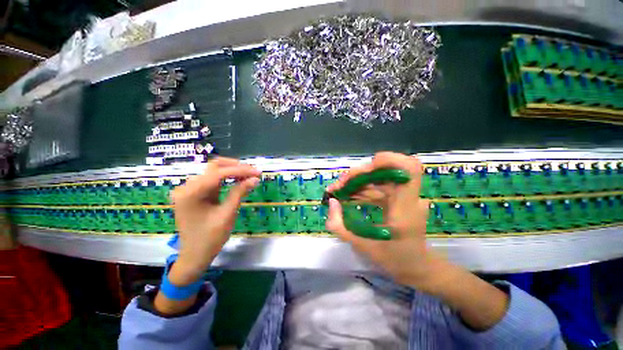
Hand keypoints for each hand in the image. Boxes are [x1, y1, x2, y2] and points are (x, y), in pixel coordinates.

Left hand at [169, 157, 260, 284]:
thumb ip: (239, 193)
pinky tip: (239, 180)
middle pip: (214, 167)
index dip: (240, 170)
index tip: (257, 172)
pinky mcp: (195, 193)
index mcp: (191, 193)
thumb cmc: (210, 238)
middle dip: (236, 167)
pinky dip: (227, 178)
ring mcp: (190, 189)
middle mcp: (187, 187)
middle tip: (253, 172)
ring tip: (249, 175)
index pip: (219, 173)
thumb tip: (255, 179)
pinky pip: (213, 180)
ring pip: (214, 171)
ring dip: (232, 171)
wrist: (195, 255)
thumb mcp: (227, 215)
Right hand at [327, 152, 508, 330]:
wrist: (416, 267)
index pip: (408, 168)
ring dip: (357, 181)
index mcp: (405, 208)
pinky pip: (378, 187)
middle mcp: (408, 197)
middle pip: (385, 170)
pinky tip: (348, 196)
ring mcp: (403, 197)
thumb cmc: (394, 260)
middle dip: (359, 174)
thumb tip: (331, 202)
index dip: (388, 159)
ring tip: (338, 191)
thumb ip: (340, 226)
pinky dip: (362, 189)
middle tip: (339, 186)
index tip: (366, 168)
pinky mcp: (397, 199)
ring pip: (379, 178)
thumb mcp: (362, 246)